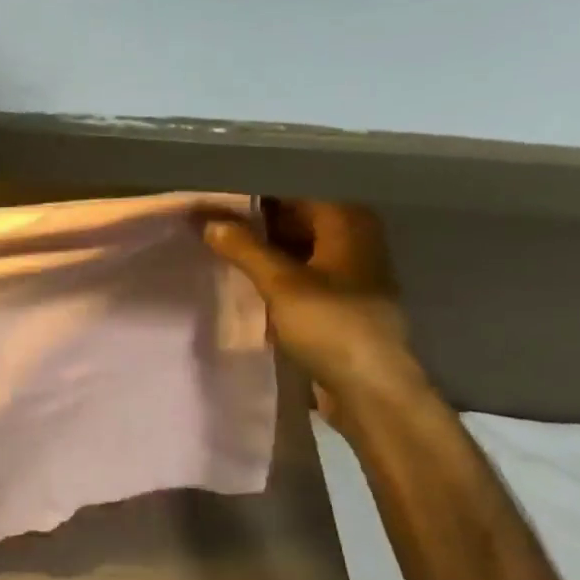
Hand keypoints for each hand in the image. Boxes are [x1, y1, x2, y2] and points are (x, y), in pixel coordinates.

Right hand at [202, 200, 423, 422]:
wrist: (371, 389)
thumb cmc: (331, 326)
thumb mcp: (280, 284)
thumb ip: (243, 248)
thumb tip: (207, 221)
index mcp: (348, 223)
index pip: (295, 189)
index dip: (255, 192)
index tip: (217, 196)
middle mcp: (353, 238)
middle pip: (297, 216)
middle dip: (255, 219)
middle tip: (210, 221)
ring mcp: (349, 271)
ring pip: (298, 245)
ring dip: (263, 247)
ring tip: (220, 245)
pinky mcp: (341, 299)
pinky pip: (302, 272)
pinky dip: (276, 270)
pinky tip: (245, 277)